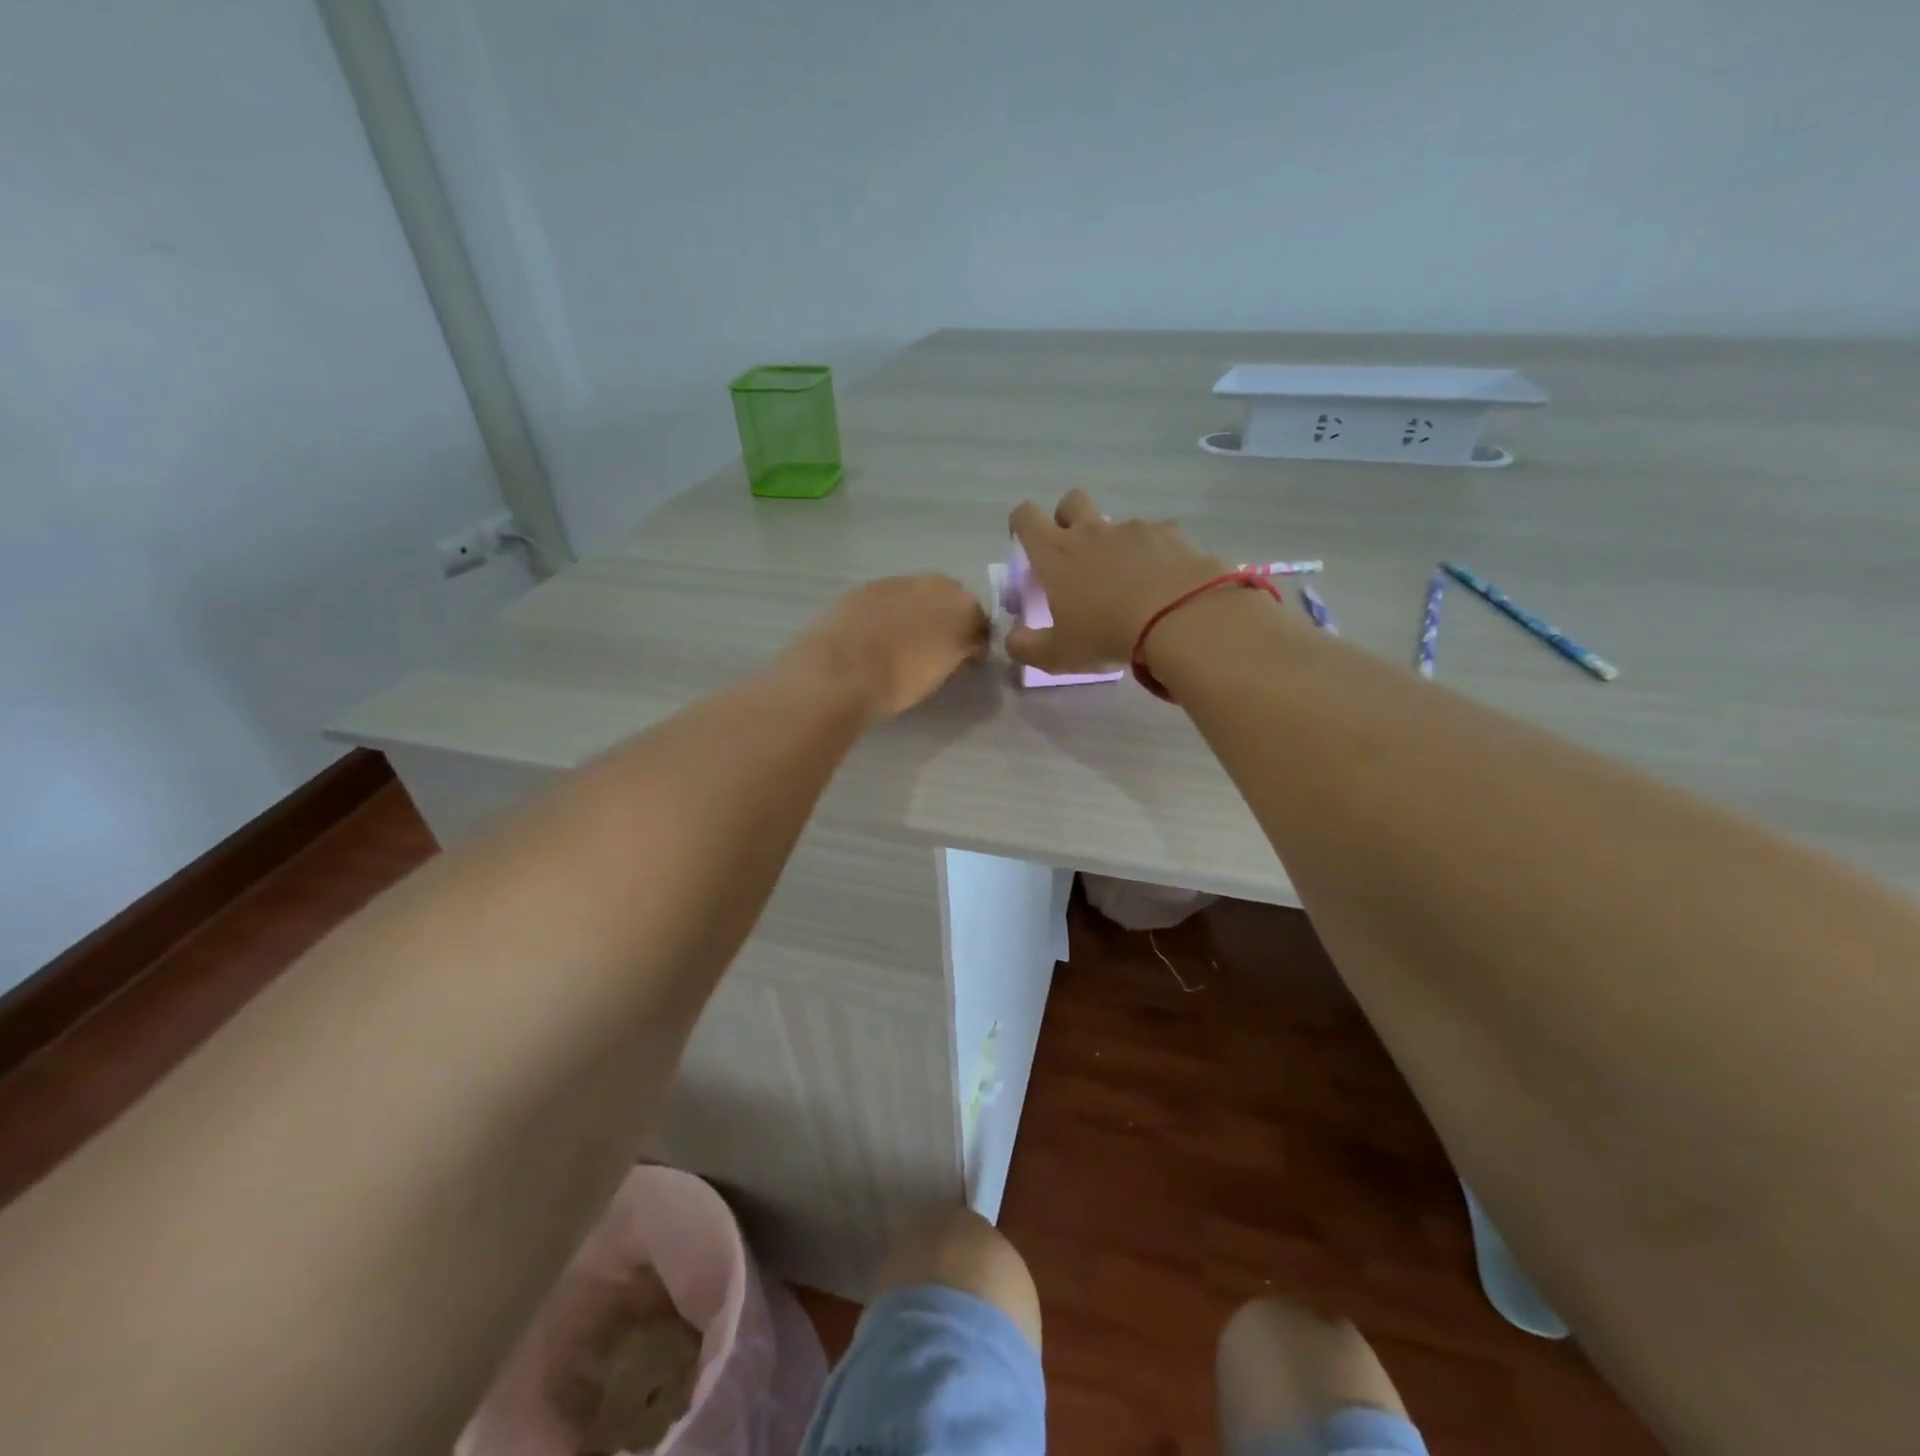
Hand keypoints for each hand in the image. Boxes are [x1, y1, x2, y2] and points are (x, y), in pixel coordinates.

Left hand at [784, 574, 989, 718]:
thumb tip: (961, 652)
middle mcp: (934, 585)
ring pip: (918, 597)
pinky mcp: (866, 587)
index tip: (965, 662)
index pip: (981, 624)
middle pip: (951, 602)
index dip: (974, 644)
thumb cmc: (900, 681)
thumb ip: (957, 656)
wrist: (840, 670)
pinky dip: (889, 613)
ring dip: (917, 614)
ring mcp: (897, 582)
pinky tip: (877, 636)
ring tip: (903, 643)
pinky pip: (888, 600)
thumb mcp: (941, 675)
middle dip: (948, 621)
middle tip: (936, 649)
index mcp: (962, 608)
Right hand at [1006, 490, 1227, 673]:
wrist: (1179, 618)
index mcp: (1056, 555)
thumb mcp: (1057, 654)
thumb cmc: (1106, 635)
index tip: (1025, 541)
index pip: (1026, 518)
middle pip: (1071, 501)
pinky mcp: (1170, 535)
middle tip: (1073, 552)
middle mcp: (1091, 532)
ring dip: (1114, 542)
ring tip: (1126, 579)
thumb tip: (1012, 639)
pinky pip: (1155, 535)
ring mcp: (1132, 529)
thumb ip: (1026, 647)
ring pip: (1115, 522)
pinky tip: (1161, 581)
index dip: (1021, 523)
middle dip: (1067, 517)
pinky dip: (1153, 553)